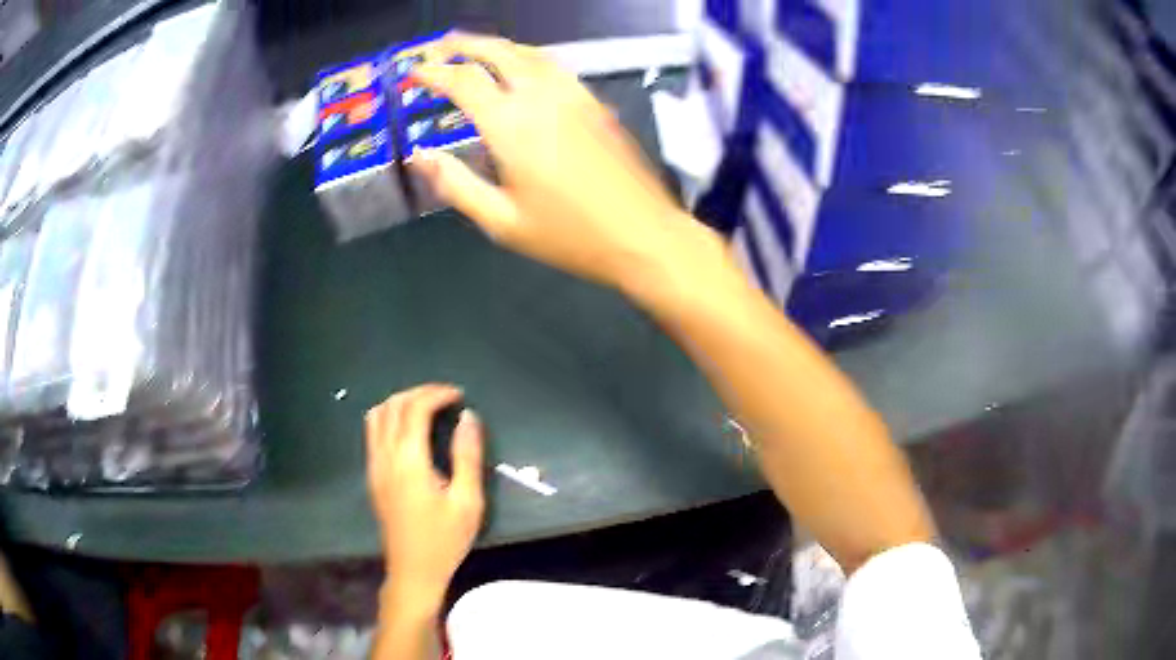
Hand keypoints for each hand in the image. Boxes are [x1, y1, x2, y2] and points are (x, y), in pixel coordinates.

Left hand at [365, 384, 484, 607]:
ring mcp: (374, 466)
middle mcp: (385, 456)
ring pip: (377, 416)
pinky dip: (391, 418)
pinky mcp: (372, 476)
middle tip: (446, 398)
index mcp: (409, 460)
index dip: (437, 394)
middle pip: (393, 405)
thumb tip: (468, 418)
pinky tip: (410, 431)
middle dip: (419, 393)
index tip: (459, 396)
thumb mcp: (468, 501)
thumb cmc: (445, 540)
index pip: (415, 409)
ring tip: (427, 408)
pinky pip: (373, 432)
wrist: (413, 571)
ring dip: (401, 403)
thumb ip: (467, 456)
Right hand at [411, 33, 710, 290]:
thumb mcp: (502, 221)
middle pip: (498, 51)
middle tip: (439, 45)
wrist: (643, 234)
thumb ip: (456, 185)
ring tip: (474, 48)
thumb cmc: (569, 235)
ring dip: (496, 44)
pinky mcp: (595, 102)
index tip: (414, 71)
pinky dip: (527, 56)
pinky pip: (554, 65)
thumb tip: (420, 156)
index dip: (434, 71)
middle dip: (463, 44)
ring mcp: (574, 94)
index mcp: (512, 124)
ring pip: (530, 52)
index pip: (464, 80)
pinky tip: (522, 67)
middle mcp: (542, 96)